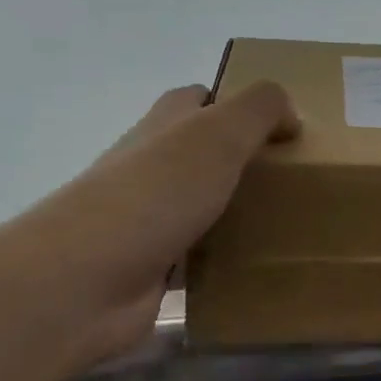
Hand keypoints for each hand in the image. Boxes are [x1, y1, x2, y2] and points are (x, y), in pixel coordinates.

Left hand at [0, 81, 298, 369]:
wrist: (84, 281)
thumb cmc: (154, 194)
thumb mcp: (218, 134)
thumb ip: (259, 111)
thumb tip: (290, 116)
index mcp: (164, 127)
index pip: (198, 99)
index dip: (236, 103)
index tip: (283, 125)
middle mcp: (152, 167)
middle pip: (201, 153)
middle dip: (243, 160)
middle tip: (296, 177)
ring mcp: (148, 218)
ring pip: (203, 204)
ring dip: (237, 210)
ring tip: (290, 221)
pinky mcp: (152, 267)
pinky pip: (199, 256)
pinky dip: (225, 259)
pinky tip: (258, 266)